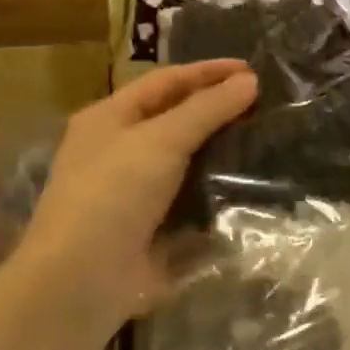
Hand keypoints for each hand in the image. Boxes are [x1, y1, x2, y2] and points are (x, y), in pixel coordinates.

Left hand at [6, 60, 257, 337]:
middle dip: (217, 110)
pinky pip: (192, 199)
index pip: (166, 82)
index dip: (208, 72)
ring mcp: (136, 192)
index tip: (253, 70)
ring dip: (222, 151)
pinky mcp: (153, 227)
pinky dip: (218, 191)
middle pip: (176, 119)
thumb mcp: (162, 140)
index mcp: (109, 118)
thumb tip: (250, 81)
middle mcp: (119, 150)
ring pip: (187, 160)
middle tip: (264, 104)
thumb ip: (208, 109)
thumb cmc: (114, 193)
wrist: (83, 279)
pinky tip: (252, 185)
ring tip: (266, 139)